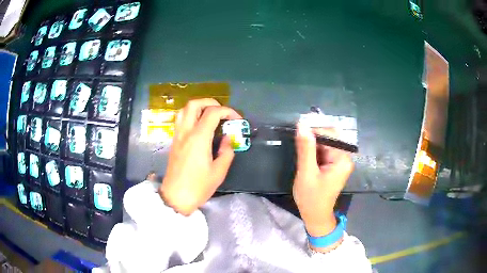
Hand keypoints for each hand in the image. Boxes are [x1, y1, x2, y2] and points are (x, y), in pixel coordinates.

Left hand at [159, 98, 241, 215]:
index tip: (236, 119)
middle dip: (210, 102)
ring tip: (210, 115)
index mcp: (199, 138)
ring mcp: (177, 136)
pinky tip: (199, 126)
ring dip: (198, 107)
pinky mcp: (174, 141)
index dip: (227, 111)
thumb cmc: (198, 187)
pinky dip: (191, 115)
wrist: (176, 197)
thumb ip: (226, 151)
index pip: (213, 113)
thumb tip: (228, 138)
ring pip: (184, 110)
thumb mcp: (219, 172)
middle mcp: (186, 132)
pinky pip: (180, 120)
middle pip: (194, 104)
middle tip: (222, 112)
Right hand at [293, 124, 353, 237]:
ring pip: (325, 144)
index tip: (298, 129)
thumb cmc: (311, 198)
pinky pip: (324, 152)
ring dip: (312, 145)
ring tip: (300, 154)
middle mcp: (344, 157)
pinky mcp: (334, 166)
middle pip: (329, 138)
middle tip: (297, 144)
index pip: (330, 134)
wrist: (315, 216)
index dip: (314, 129)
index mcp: (342, 159)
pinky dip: (314, 152)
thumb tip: (301, 124)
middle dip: (312, 138)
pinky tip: (306, 159)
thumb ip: (305, 148)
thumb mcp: (306, 172)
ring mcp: (340, 162)